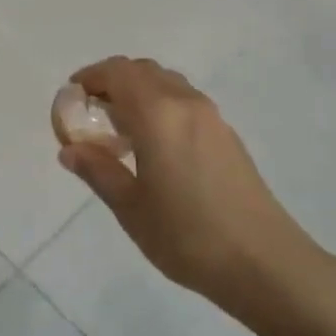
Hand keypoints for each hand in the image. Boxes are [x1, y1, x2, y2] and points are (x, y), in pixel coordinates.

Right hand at [60, 57, 325, 318]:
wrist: (264, 263)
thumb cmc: (188, 236)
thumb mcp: (130, 207)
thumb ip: (98, 171)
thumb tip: (70, 150)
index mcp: (158, 114)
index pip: (118, 72)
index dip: (91, 76)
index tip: (73, 96)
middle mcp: (185, 103)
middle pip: (143, 71)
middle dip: (113, 82)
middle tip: (92, 113)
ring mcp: (212, 117)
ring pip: (166, 84)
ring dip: (139, 92)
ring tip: (121, 130)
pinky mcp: (227, 135)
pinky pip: (185, 102)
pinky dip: (161, 106)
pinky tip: (155, 146)